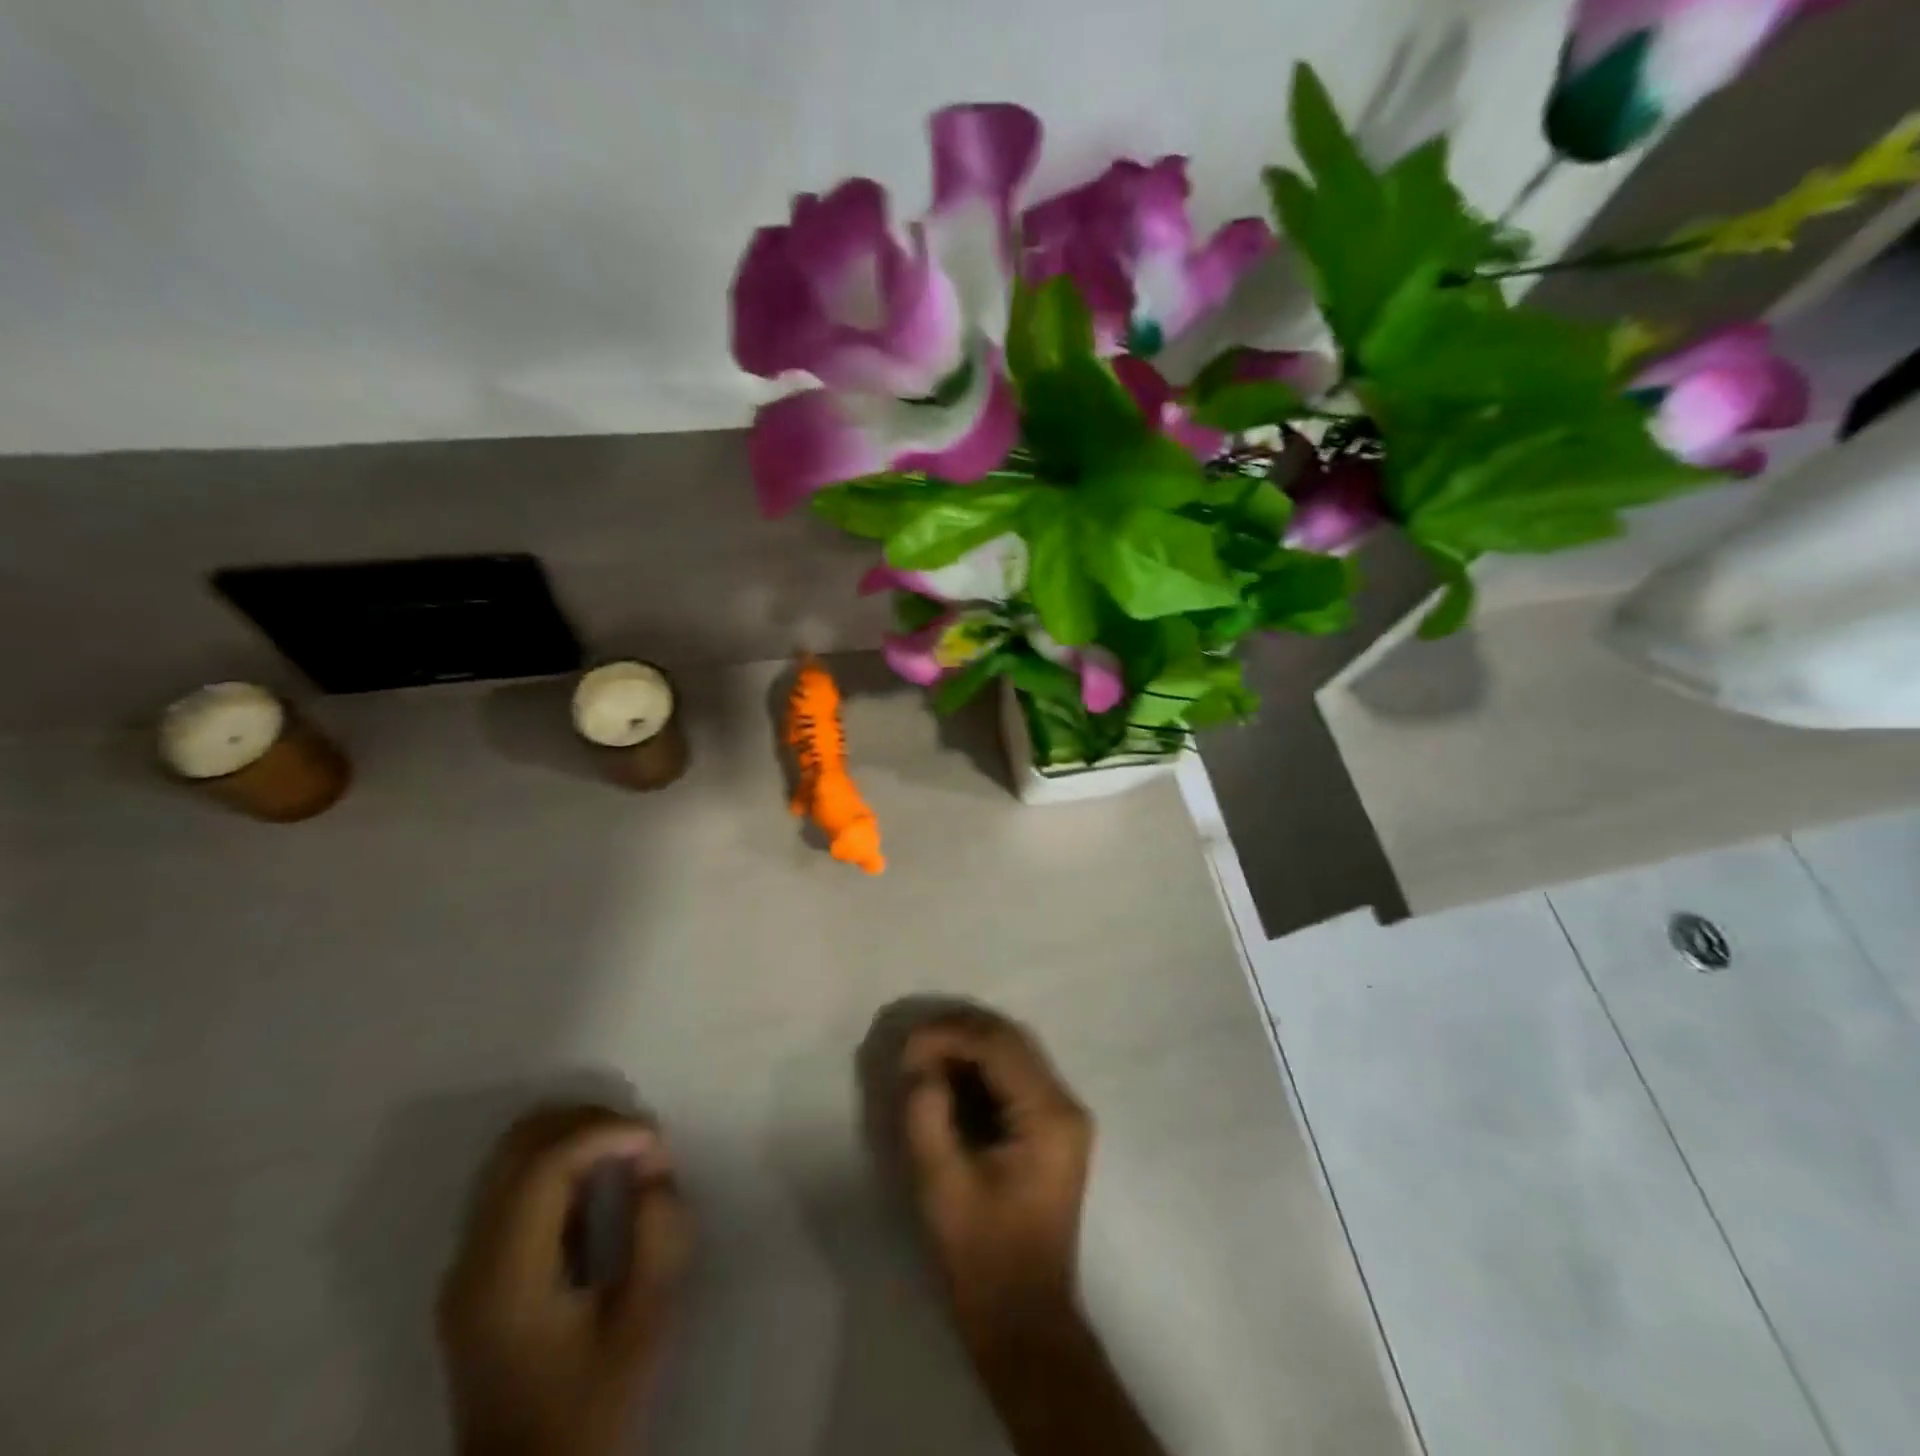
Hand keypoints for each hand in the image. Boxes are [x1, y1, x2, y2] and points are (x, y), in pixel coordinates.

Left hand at [437, 1105, 692, 1455]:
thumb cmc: (591, 1409)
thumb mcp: (645, 1327)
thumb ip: (659, 1240)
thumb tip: (655, 1175)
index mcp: (505, 1277)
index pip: (543, 1166)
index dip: (605, 1133)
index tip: (657, 1141)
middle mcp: (471, 1259)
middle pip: (518, 1144)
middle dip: (588, 1122)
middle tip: (643, 1141)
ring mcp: (466, 1264)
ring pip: (512, 1154)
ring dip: (574, 1136)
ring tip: (627, 1156)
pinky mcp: (478, 1271)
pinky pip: (515, 1182)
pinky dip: (560, 1161)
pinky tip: (600, 1185)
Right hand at [896, 1010, 1093, 1345]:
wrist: (1025, 1321)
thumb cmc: (983, 1259)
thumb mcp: (942, 1186)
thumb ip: (927, 1115)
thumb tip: (919, 1063)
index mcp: (1049, 1115)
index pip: (998, 1045)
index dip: (950, 1034)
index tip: (906, 1045)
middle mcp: (1066, 1103)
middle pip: (1011, 1039)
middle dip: (959, 1031)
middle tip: (912, 1042)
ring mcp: (1064, 1114)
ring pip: (1015, 1051)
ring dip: (969, 1044)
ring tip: (924, 1053)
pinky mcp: (1053, 1127)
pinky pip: (1016, 1074)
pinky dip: (981, 1065)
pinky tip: (949, 1074)